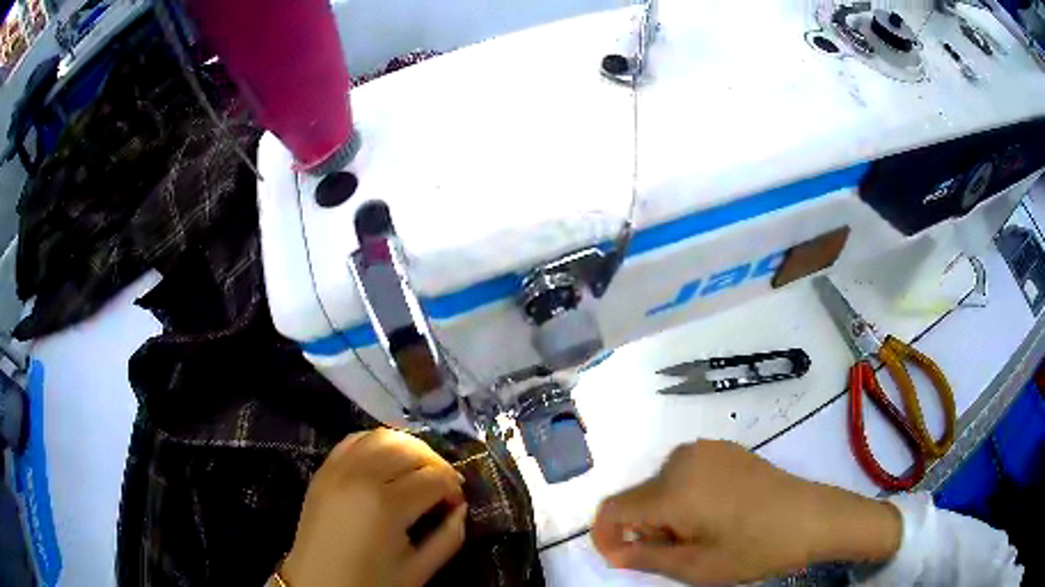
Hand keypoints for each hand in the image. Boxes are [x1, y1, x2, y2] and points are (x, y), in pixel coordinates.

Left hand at [282, 428, 466, 586]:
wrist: (317, 584)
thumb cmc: (370, 583)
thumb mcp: (419, 570)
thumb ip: (449, 538)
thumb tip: (461, 508)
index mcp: (387, 505)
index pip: (434, 479)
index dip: (453, 489)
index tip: (457, 504)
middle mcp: (361, 476)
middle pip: (411, 449)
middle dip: (436, 464)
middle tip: (444, 486)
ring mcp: (338, 469)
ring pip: (383, 436)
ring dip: (409, 447)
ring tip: (419, 469)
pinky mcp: (323, 470)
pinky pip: (354, 440)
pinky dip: (376, 442)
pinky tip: (387, 459)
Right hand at [592, 440, 901, 584]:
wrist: (811, 516)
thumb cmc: (755, 548)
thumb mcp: (696, 567)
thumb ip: (645, 558)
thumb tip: (614, 551)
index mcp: (673, 489)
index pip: (614, 508)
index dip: (607, 536)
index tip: (621, 560)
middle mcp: (682, 459)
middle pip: (638, 498)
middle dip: (646, 529)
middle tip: (679, 553)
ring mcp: (705, 449)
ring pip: (660, 487)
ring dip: (666, 515)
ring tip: (701, 535)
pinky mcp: (723, 448)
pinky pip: (684, 474)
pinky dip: (684, 498)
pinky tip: (716, 514)